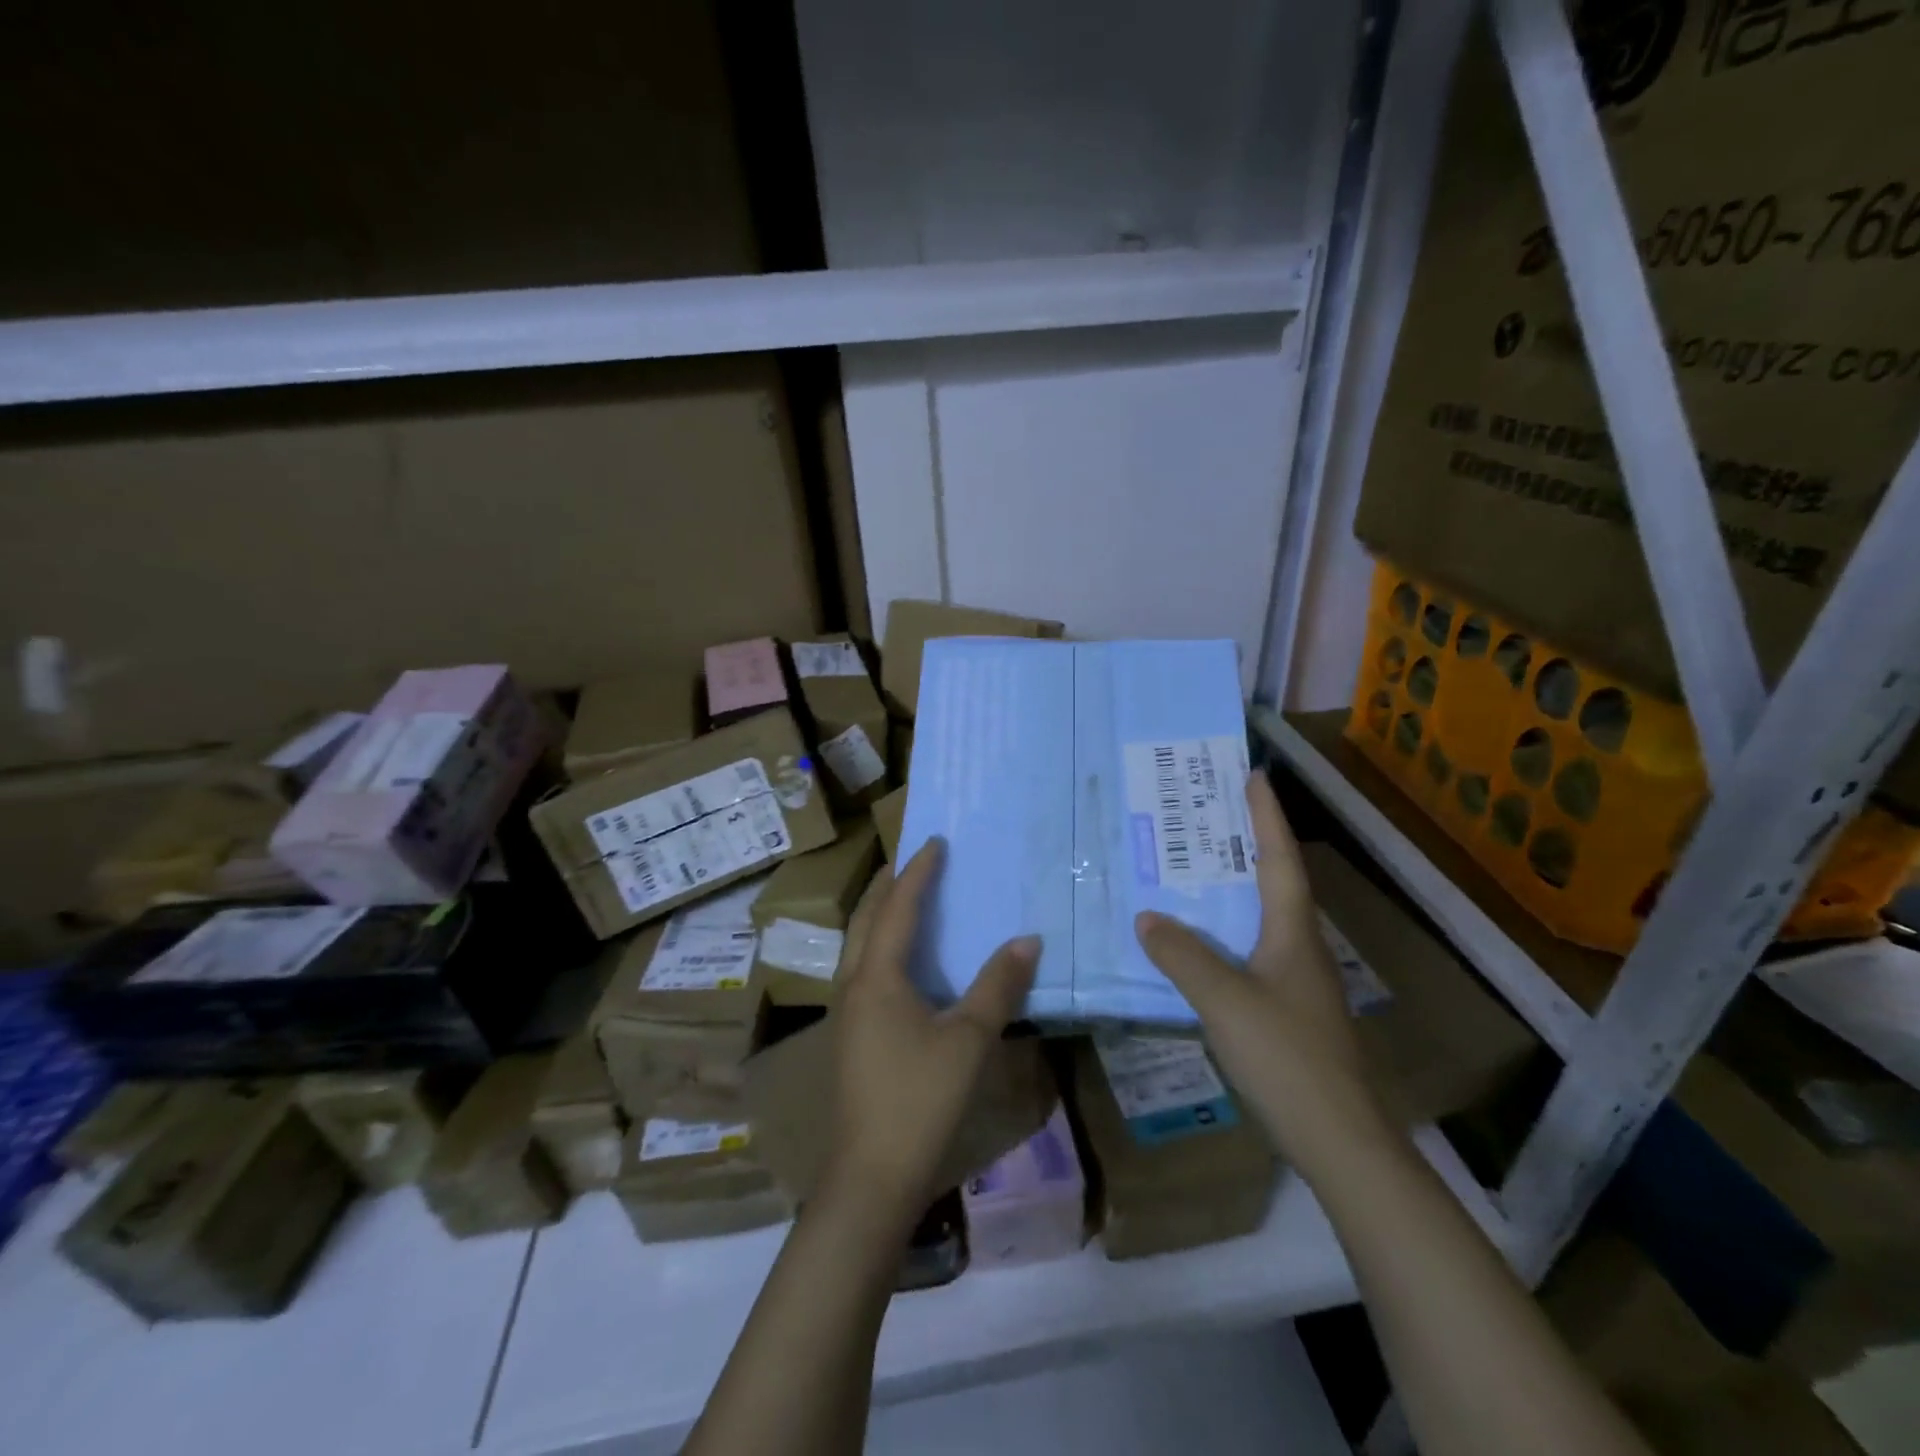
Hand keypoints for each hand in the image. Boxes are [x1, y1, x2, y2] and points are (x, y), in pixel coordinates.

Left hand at [826, 839, 1039, 1217]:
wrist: (871, 1175)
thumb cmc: (921, 1099)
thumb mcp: (970, 1039)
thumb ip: (999, 986)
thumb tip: (1027, 940)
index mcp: (877, 975)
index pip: (898, 906)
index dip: (918, 871)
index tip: (935, 841)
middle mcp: (853, 983)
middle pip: (866, 918)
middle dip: (888, 885)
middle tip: (914, 860)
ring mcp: (847, 1011)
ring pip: (859, 944)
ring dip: (880, 914)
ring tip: (906, 898)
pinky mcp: (852, 1034)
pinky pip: (863, 969)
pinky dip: (881, 945)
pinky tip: (902, 962)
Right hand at [1134, 772, 1386, 1166]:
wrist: (1340, 1140)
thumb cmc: (1286, 1057)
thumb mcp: (1224, 1000)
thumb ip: (1183, 956)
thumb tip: (1147, 917)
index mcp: (1293, 933)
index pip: (1280, 859)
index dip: (1266, 817)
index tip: (1253, 775)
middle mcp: (1300, 947)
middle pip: (1274, 882)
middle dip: (1247, 843)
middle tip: (1208, 814)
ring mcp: (1297, 982)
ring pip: (1262, 919)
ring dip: (1234, 889)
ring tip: (1194, 869)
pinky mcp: (1288, 1011)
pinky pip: (1250, 952)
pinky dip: (1225, 933)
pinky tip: (1198, 944)